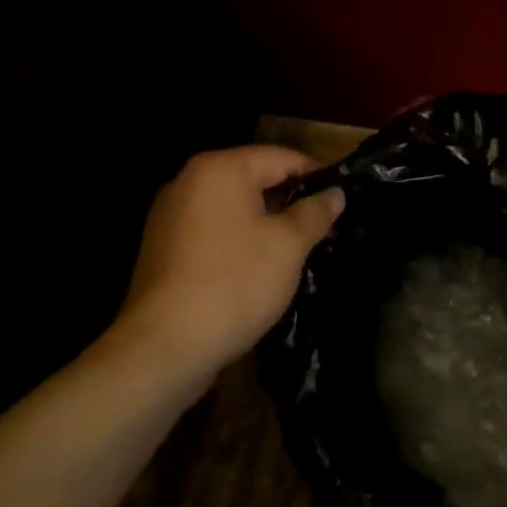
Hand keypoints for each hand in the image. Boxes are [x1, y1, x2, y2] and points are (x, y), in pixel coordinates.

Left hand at [110, 146, 344, 382]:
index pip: (281, 158)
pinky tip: (261, 270)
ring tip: (300, 250)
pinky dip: (240, 243)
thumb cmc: (235, 282)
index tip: (343, 196)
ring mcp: (170, 218)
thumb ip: (315, 213)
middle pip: (254, 180)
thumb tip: (335, 193)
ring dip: (266, 224)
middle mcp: (188, 183)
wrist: (164, 348)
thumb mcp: (289, 245)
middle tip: (327, 226)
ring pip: (234, 209)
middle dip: (291, 202)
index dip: (317, 175)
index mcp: (219, 170)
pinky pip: (213, 233)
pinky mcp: (163, 251)